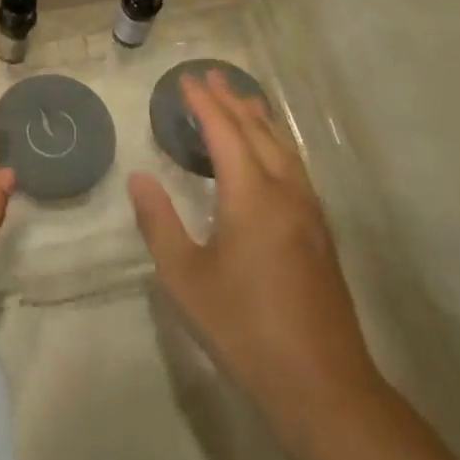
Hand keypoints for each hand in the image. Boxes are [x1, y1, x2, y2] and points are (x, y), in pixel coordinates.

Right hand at [131, 71, 377, 408]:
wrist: (320, 382)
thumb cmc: (243, 327)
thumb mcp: (185, 277)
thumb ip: (159, 222)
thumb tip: (139, 178)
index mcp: (252, 196)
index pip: (226, 133)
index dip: (204, 104)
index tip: (186, 80)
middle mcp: (286, 193)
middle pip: (259, 133)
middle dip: (234, 101)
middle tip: (212, 76)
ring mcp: (309, 213)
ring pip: (284, 149)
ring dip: (260, 120)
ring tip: (243, 101)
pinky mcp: (320, 234)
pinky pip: (295, 169)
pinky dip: (276, 145)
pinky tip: (270, 156)